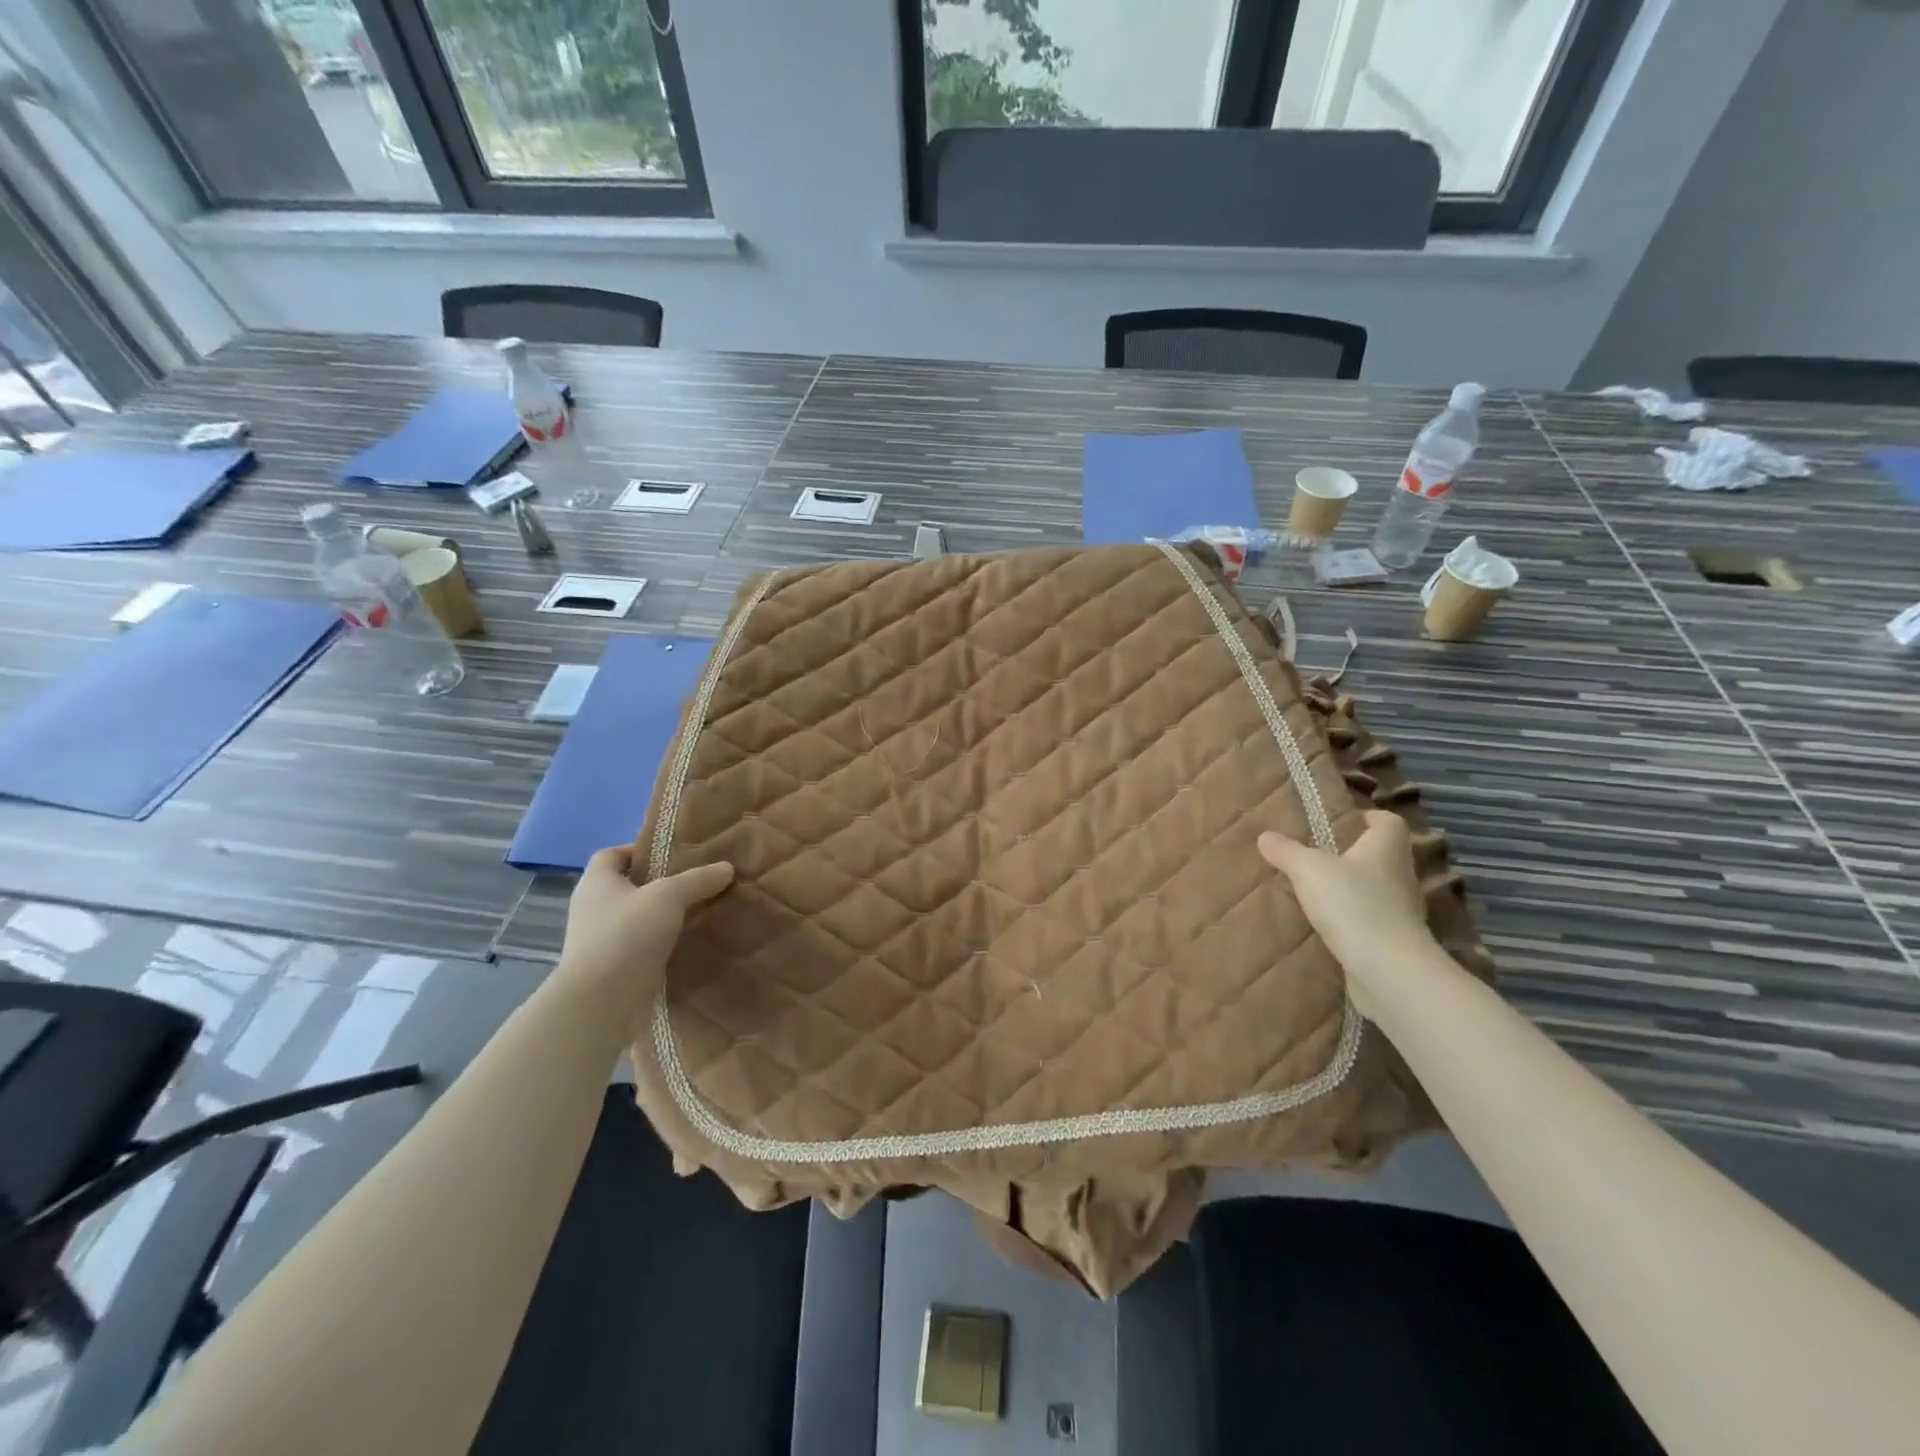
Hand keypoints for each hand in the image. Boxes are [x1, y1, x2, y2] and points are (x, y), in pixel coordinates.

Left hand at [556, 846, 733, 1024]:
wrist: (601, 1003)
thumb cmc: (627, 934)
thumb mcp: (669, 896)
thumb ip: (697, 880)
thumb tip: (726, 867)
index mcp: (596, 883)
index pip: (611, 855)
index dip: (638, 851)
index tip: (672, 855)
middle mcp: (593, 910)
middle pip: (627, 888)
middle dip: (659, 886)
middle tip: (696, 883)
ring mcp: (600, 944)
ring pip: (637, 921)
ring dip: (663, 919)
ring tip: (699, 914)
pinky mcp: (612, 972)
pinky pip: (641, 950)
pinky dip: (662, 947)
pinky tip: (689, 946)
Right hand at [1258, 811, 1437, 1016]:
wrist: (1388, 970)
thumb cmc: (1354, 905)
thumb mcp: (1309, 870)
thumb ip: (1286, 851)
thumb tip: (1265, 835)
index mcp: (1386, 848)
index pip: (1388, 821)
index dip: (1366, 817)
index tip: (1339, 820)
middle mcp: (1399, 874)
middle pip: (1379, 854)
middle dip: (1351, 852)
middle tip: (1315, 852)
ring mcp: (1400, 909)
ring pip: (1373, 887)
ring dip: (1349, 887)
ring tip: (1313, 888)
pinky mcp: (1392, 939)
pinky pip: (1368, 918)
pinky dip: (1349, 917)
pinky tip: (1323, 922)